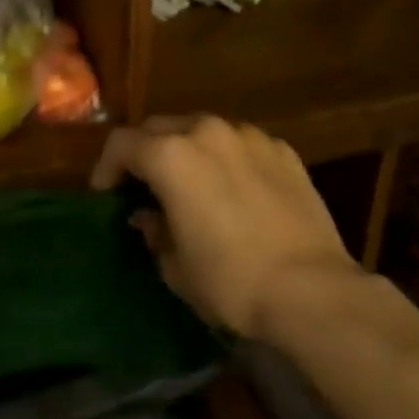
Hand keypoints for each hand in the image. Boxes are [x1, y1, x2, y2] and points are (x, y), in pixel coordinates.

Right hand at [90, 116, 361, 341]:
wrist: (312, 290)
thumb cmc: (231, 280)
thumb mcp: (176, 266)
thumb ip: (154, 231)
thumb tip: (148, 216)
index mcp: (170, 155)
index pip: (122, 144)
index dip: (107, 167)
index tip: (106, 193)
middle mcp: (207, 132)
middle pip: (160, 127)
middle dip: (145, 152)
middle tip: (143, 184)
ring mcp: (249, 137)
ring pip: (203, 130)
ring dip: (187, 149)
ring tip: (191, 182)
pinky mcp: (282, 150)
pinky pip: (241, 144)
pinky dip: (227, 158)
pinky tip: (234, 188)